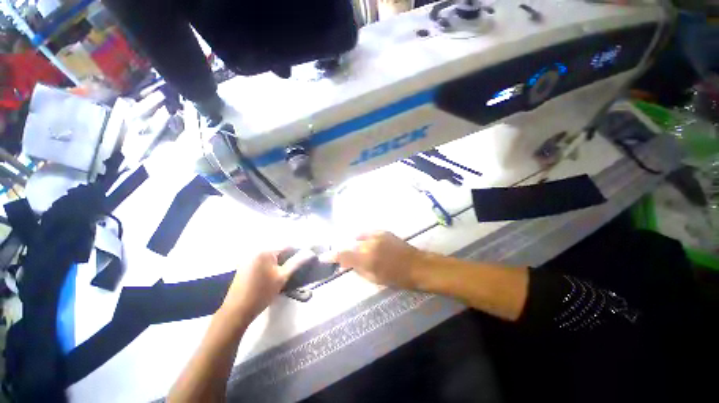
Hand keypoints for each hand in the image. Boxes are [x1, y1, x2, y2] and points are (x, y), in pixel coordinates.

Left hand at [221, 249, 314, 323]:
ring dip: (280, 262)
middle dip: (289, 257)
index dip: (298, 252)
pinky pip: (263, 261)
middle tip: (296, 268)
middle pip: (279, 250)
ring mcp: (248, 259)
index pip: (287, 246)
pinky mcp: (244, 267)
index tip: (306, 259)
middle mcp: (255, 251)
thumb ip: (297, 262)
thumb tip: (310, 252)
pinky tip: (273, 276)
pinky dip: (271, 265)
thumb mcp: (282, 277)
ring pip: (271, 257)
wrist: (236, 311)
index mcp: (265, 251)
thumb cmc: (261, 293)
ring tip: (286, 273)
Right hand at [327, 231, 423, 288]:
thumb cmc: (396, 277)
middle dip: (343, 252)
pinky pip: (367, 232)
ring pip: (357, 237)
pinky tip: (363, 242)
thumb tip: (344, 264)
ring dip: (353, 244)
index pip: (343, 255)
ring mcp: (376, 235)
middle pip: (348, 245)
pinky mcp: (382, 231)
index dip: (331, 256)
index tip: (323, 257)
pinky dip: (362, 237)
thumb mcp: (374, 278)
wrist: (416, 265)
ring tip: (355, 252)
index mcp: (367, 258)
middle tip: (342, 259)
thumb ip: (357, 269)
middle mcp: (369, 243)